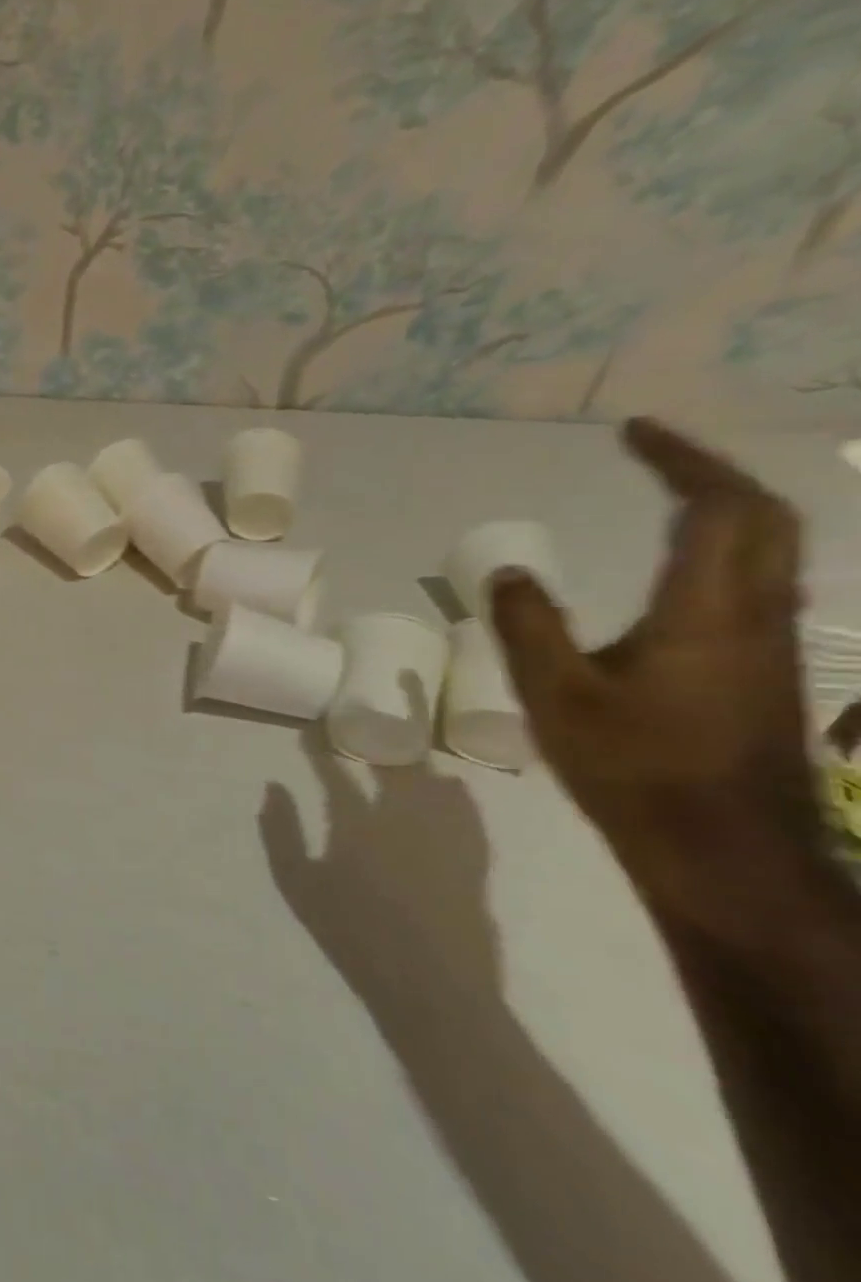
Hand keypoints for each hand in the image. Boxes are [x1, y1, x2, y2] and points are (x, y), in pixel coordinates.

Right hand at [263, 737, 503, 1013]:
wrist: (432, 987)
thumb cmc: (352, 934)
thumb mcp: (298, 884)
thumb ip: (280, 832)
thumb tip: (273, 787)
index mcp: (357, 823)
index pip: (334, 771)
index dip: (319, 746)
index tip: (309, 728)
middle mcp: (404, 818)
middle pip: (395, 764)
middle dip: (380, 735)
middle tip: (368, 721)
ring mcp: (445, 836)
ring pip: (435, 781)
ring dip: (419, 758)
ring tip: (407, 744)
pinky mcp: (473, 858)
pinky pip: (468, 812)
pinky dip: (457, 792)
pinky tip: (452, 786)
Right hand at [490, 419, 818, 938]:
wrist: (722, 849)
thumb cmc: (634, 768)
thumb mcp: (557, 696)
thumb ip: (529, 627)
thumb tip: (509, 572)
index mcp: (709, 612)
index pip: (718, 508)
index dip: (680, 460)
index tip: (632, 433)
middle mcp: (757, 615)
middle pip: (766, 518)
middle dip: (713, 473)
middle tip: (653, 455)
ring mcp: (770, 645)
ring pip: (772, 550)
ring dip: (725, 508)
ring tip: (665, 496)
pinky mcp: (763, 670)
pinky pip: (756, 583)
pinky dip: (724, 549)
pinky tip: (678, 570)